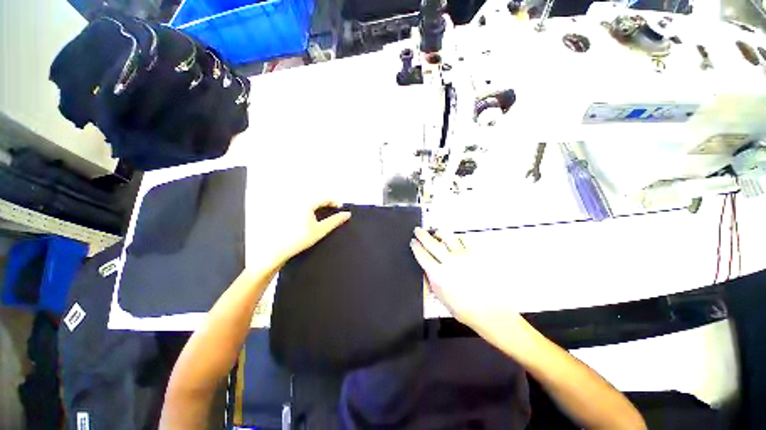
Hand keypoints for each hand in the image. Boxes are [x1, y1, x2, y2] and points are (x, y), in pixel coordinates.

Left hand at [247, 200, 349, 269]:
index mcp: (305, 203)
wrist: (276, 250)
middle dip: (326, 203)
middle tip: (333, 210)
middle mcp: (296, 201)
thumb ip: (335, 221)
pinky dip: (308, 210)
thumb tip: (347, 214)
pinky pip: (300, 206)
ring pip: (308, 202)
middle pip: (316, 198)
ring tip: (323, 214)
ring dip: (317, 206)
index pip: (324, 198)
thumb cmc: (299, 239)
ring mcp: (288, 206)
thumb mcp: (321, 230)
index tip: (341, 208)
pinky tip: (309, 219)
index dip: (335, 201)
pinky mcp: (283, 212)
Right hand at [410, 228, 524, 335]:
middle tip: (418, 230)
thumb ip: (432, 281)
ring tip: (435, 231)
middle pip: (431, 243)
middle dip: (422, 235)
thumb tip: (426, 269)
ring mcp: (462, 256)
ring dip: (439, 233)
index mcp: (438, 274)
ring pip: (447, 237)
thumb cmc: (465, 309)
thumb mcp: (441, 297)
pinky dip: (457, 237)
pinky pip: (464, 240)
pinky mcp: (474, 254)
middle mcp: (448, 262)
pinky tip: (455, 238)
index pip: (422, 255)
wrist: (490, 310)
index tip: (413, 242)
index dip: (416, 247)